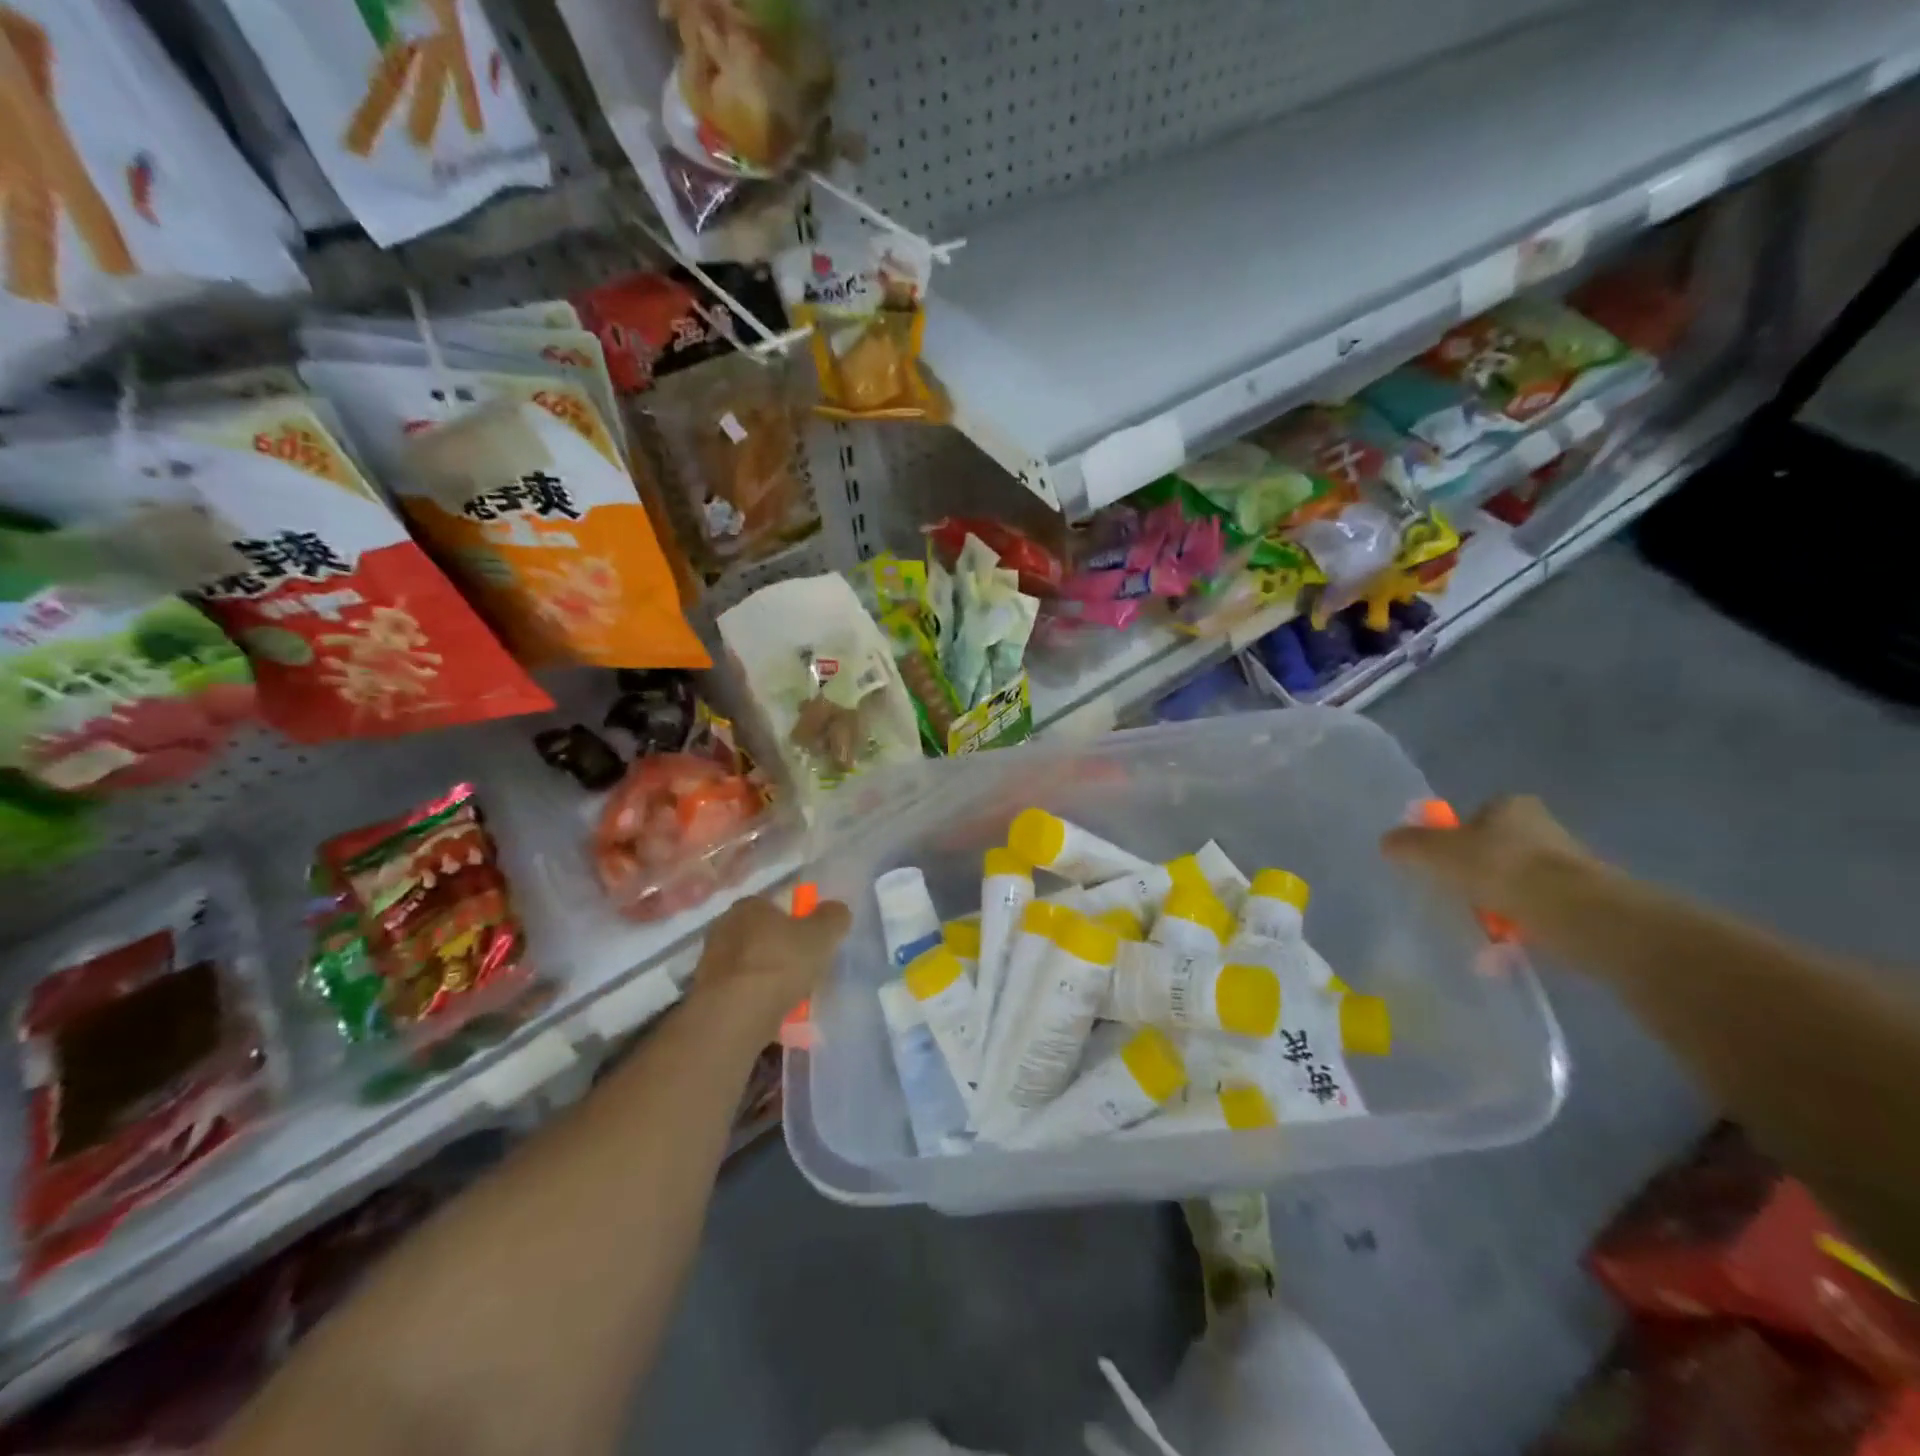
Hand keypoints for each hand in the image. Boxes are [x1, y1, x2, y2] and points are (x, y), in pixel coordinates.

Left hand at [685, 893, 851, 1037]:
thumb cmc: (780, 963)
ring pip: (750, 966)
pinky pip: (739, 993)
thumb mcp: (822, 935)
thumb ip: (834, 917)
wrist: (735, 1015)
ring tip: (789, 999)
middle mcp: (724, 927)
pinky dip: (754, 1000)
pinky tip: (770, 1014)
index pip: (774, 907)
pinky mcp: (706, 994)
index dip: (795, 923)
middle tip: (802, 971)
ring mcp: (710, 962)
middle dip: (779, 951)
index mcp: (749, 905)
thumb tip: (836, 910)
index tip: (810, 943)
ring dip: (767, 979)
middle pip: (761, 937)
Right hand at [1380, 794, 1595, 924]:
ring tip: (1478, 925)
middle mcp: (1543, 827)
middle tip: (1455, 895)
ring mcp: (1566, 864)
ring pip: (1514, 882)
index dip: (1453, 838)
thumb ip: (1409, 843)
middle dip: (1475, 873)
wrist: (1574, 912)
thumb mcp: (1437, 851)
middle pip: (1494, 849)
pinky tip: (1502, 942)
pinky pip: (1534, 910)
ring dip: (1496, 902)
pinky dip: (1517, 924)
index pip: (1474, 816)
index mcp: (1511, 805)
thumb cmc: (1500, 867)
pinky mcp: (1582, 900)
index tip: (1440, 864)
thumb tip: (1387, 841)